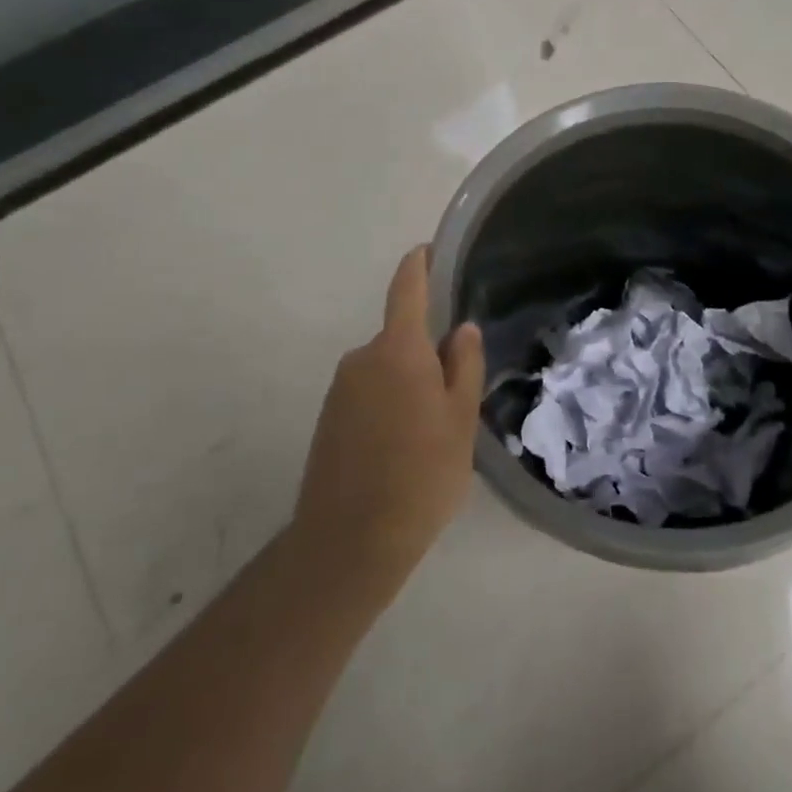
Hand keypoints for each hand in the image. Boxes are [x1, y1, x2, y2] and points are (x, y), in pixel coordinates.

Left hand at [293, 246, 484, 603]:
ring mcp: (340, 390)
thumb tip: (460, 329)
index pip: (406, 290)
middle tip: (457, 394)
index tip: (429, 250)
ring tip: (433, 432)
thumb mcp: (460, 419)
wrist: (350, 541)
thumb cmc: (421, 474)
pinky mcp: (328, 420)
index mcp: (398, 351)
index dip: (418, 265)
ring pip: (386, 370)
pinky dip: (389, 405)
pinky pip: (367, 394)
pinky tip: (404, 447)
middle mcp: (362, 359)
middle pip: (401, 338)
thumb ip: (463, 366)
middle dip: (427, 352)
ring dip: (408, 384)